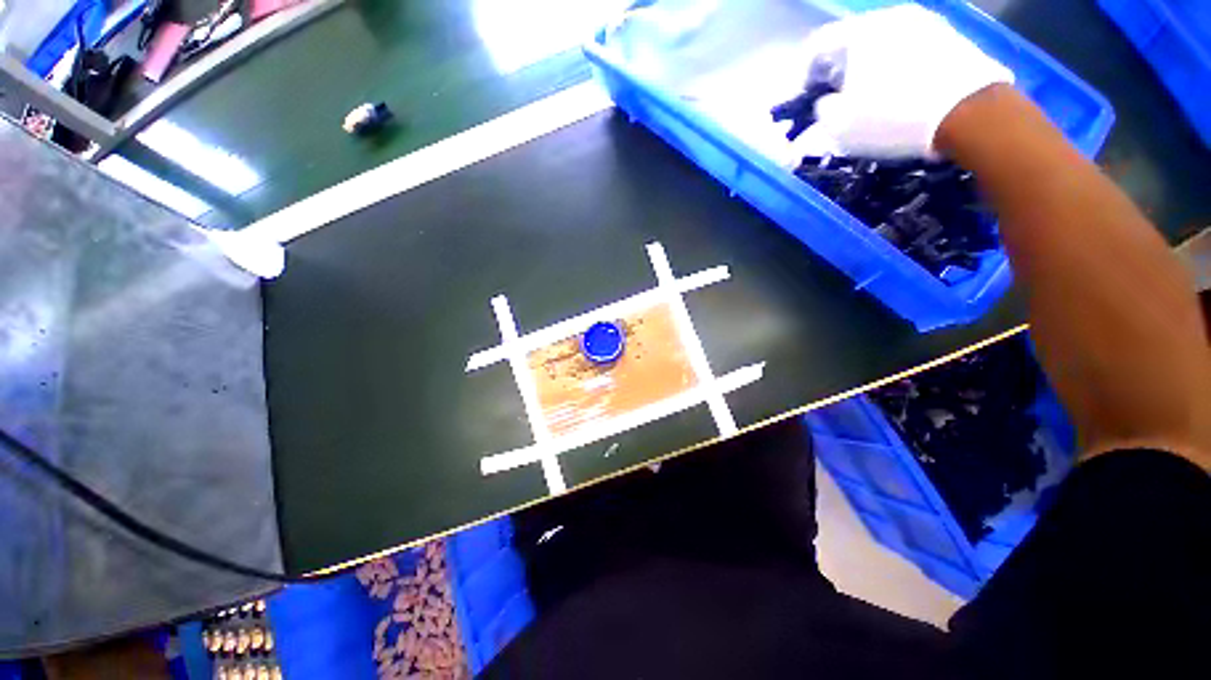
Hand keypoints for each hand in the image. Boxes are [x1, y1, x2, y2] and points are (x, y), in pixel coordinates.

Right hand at [801, 4, 1013, 157]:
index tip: (804, 96)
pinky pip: (909, 49)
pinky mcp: (950, 37)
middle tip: (835, 96)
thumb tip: (828, 100)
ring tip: (868, 96)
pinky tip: (899, 91)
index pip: (817, 44)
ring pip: (882, 43)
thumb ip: (822, 109)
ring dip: (869, 67)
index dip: (803, 73)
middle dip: (838, 68)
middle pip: (852, 40)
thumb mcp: (839, 125)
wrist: (970, 112)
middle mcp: (892, 16)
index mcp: (860, 31)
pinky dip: (896, 67)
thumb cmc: (893, 116)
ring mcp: (926, 23)